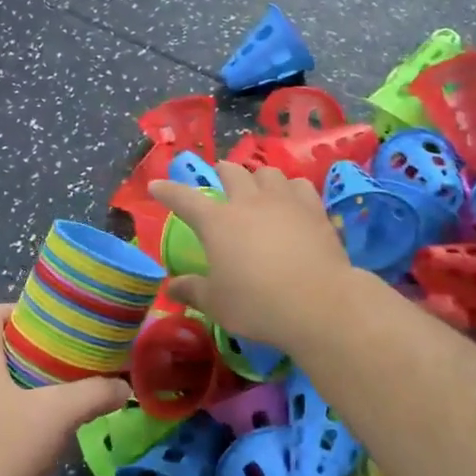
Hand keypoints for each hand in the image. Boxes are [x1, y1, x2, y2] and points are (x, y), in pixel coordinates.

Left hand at [0, 305, 130, 475]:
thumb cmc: (2, 447)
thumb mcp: (58, 415)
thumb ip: (95, 395)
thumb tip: (124, 386)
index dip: (21, 309)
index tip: (54, 322)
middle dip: (28, 345)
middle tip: (64, 354)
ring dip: (18, 377)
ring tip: (54, 387)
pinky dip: (7, 405)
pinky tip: (33, 425)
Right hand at [148, 162, 353, 346]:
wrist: (319, 303)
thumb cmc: (257, 304)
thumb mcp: (217, 303)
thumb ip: (192, 291)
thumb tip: (171, 287)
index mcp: (217, 222)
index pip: (184, 199)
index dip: (168, 191)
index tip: (156, 186)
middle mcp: (249, 202)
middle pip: (232, 172)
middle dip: (221, 171)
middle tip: (219, 176)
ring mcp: (285, 202)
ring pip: (268, 173)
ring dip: (258, 177)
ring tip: (258, 187)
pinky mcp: (315, 210)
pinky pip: (299, 186)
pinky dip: (290, 189)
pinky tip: (292, 200)